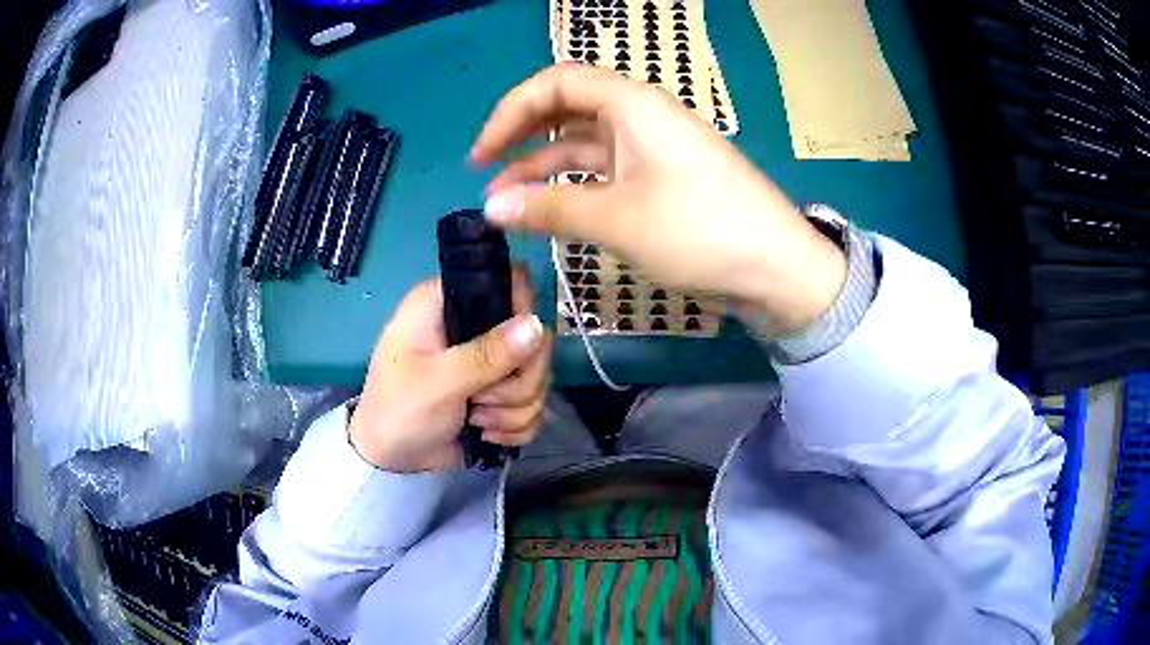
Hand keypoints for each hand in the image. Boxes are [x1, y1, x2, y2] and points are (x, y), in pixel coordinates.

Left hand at [349, 270, 552, 472]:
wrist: (391, 460)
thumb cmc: (397, 410)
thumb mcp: (436, 383)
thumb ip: (486, 355)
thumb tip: (537, 325)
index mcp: (448, 304)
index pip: (509, 283)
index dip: (522, 314)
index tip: (514, 351)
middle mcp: (474, 324)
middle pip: (535, 338)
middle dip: (517, 381)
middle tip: (482, 399)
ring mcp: (491, 361)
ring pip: (538, 376)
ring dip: (513, 409)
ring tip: (477, 419)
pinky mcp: (501, 393)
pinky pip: (535, 404)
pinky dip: (516, 425)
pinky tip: (487, 433)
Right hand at [472, 64, 846, 333]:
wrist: (777, 268)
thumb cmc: (699, 230)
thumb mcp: (617, 219)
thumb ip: (549, 209)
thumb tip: (491, 210)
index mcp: (632, 105)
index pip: (556, 83)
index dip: (511, 112)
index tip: (483, 154)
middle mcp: (640, 116)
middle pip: (567, 110)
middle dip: (522, 138)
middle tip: (488, 174)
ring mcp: (653, 148)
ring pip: (584, 145)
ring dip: (544, 169)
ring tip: (507, 205)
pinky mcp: (662, 178)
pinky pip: (606, 171)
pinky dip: (575, 188)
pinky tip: (550, 212)